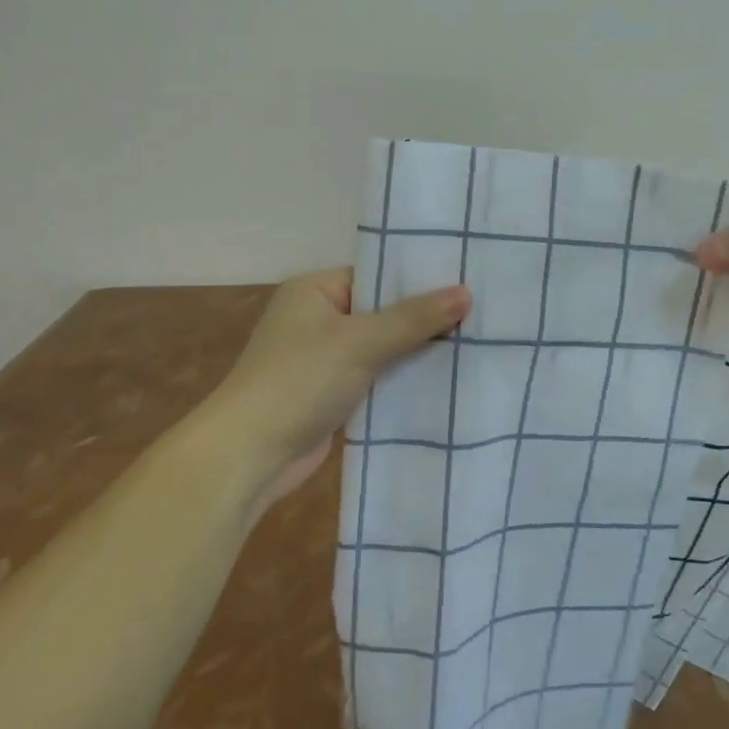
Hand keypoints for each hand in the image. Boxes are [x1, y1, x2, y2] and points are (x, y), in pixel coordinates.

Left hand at [212, 269, 470, 509]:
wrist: (249, 454)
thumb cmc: (300, 380)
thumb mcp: (361, 341)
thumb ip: (414, 318)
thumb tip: (466, 292)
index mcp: (314, 289)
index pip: (375, 274)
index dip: (418, 280)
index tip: (465, 282)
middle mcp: (316, 317)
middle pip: (381, 311)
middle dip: (422, 318)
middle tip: (479, 314)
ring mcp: (322, 358)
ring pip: (380, 347)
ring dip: (415, 351)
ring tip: (474, 344)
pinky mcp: (330, 394)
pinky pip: (374, 376)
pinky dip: (400, 378)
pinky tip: (444, 379)